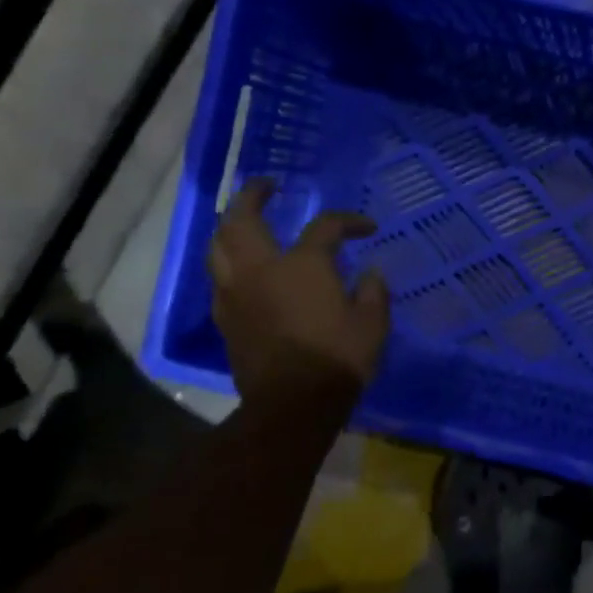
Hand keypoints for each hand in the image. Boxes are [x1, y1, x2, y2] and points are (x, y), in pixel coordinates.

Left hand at [209, 181, 390, 402]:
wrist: (293, 406)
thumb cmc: (338, 359)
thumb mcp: (373, 324)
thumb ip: (373, 292)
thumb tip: (370, 273)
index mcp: (303, 264)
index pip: (326, 226)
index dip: (349, 221)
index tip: (367, 228)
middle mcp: (261, 270)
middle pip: (243, 219)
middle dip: (253, 195)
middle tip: (267, 187)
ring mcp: (236, 293)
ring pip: (218, 246)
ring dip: (230, 226)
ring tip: (243, 220)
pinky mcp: (225, 318)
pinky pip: (219, 278)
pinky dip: (228, 262)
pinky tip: (241, 267)